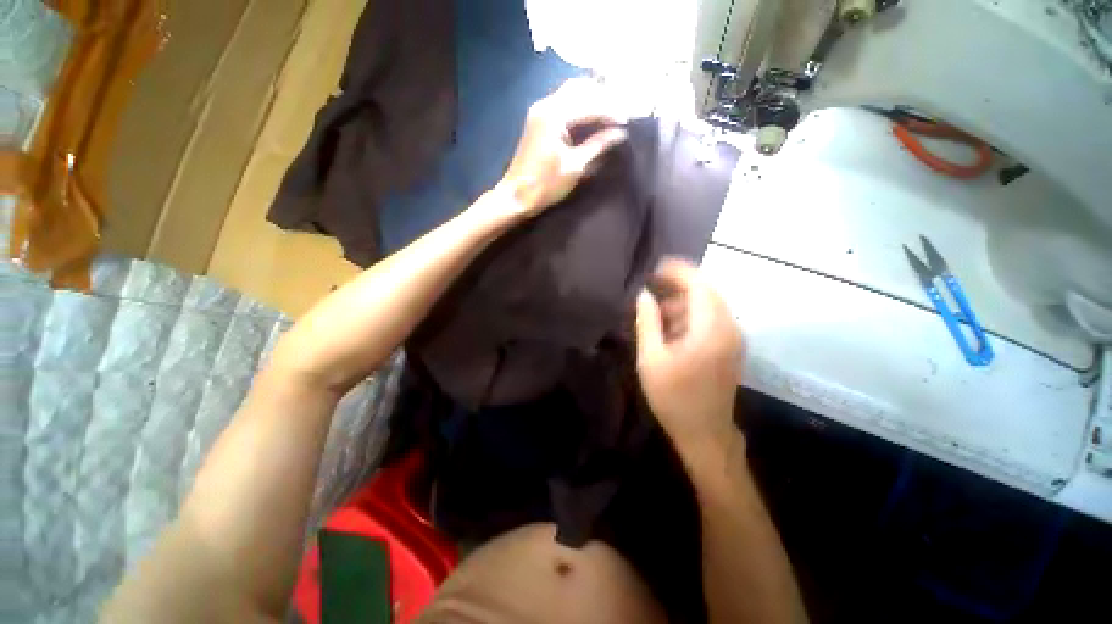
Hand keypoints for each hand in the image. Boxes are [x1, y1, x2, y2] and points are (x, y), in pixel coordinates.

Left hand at [497, 78, 628, 217]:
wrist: (517, 196)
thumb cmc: (546, 184)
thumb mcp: (575, 166)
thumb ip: (597, 146)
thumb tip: (619, 134)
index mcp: (554, 115)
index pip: (589, 104)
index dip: (610, 111)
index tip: (628, 121)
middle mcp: (546, 105)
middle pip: (579, 89)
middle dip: (602, 98)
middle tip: (620, 112)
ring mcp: (540, 111)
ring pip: (570, 94)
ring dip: (591, 99)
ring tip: (609, 113)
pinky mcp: (538, 120)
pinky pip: (563, 104)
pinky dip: (579, 107)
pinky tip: (590, 117)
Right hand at [635, 258, 743, 456]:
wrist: (704, 433)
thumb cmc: (674, 397)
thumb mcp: (652, 359)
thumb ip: (648, 322)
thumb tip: (644, 295)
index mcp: (711, 329)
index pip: (700, 285)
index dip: (678, 271)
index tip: (655, 266)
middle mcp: (729, 328)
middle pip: (707, 292)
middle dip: (679, 285)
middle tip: (651, 287)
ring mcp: (733, 338)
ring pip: (710, 305)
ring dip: (684, 302)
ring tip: (657, 312)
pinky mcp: (731, 348)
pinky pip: (712, 320)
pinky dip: (691, 316)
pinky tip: (671, 328)